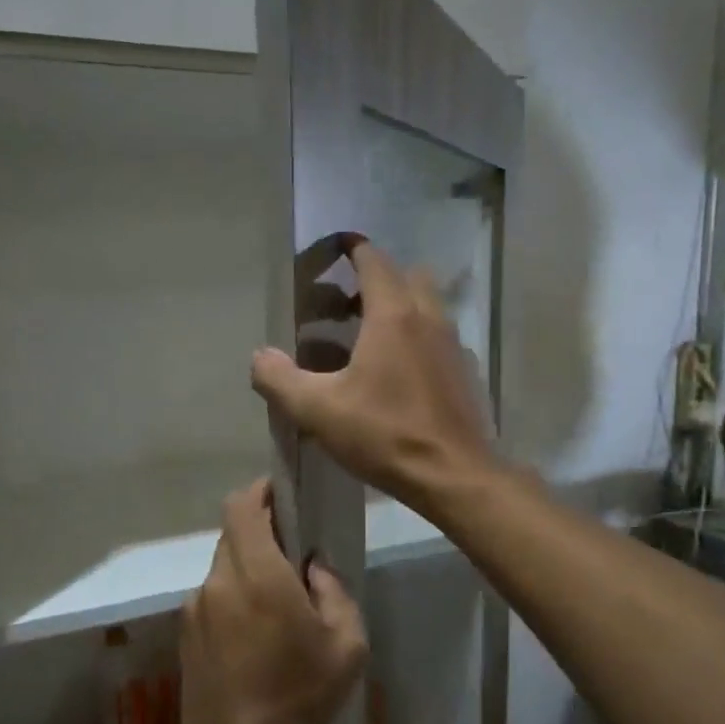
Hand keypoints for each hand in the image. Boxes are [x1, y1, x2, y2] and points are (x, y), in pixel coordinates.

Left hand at [182, 479, 366, 723]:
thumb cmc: (300, 697)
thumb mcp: (347, 644)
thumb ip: (334, 591)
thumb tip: (312, 567)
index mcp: (257, 573)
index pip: (242, 505)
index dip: (260, 492)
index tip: (282, 496)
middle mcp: (218, 580)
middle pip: (234, 534)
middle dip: (261, 533)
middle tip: (291, 557)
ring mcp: (195, 606)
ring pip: (223, 566)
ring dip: (247, 569)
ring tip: (275, 605)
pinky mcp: (184, 632)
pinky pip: (212, 596)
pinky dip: (232, 597)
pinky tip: (252, 635)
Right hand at [252, 240, 495, 512]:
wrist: (453, 475)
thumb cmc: (384, 434)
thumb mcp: (318, 410)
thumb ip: (280, 379)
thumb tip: (260, 357)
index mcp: (393, 315)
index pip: (373, 261)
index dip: (352, 249)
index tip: (333, 248)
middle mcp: (428, 317)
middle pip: (405, 275)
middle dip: (375, 278)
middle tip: (345, 304)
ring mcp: (452, 343)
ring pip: (426, 304)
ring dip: (399, 306)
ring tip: (366, 337)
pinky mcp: (464, 371)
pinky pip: (438, 336)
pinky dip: (417, 336)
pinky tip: (397, 372)